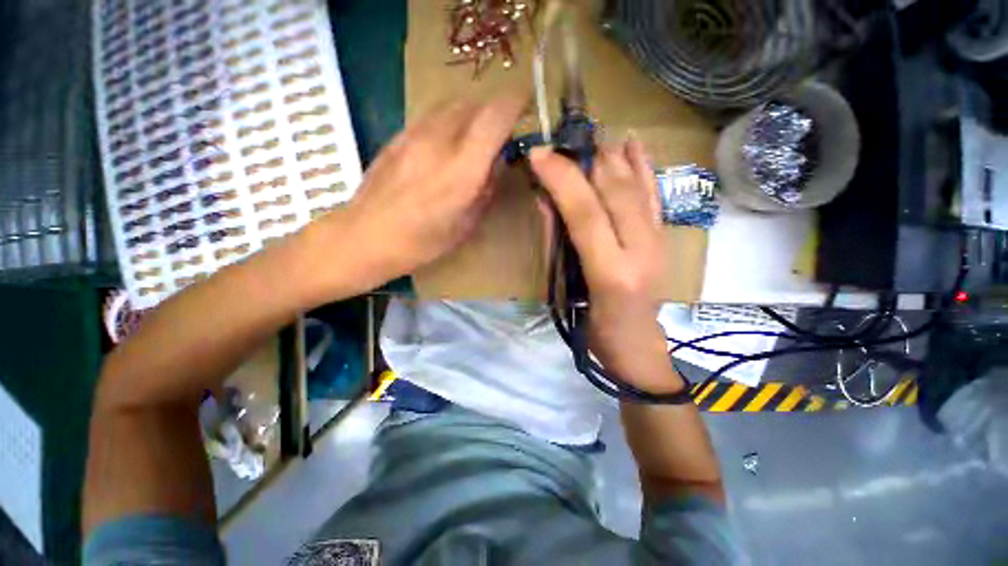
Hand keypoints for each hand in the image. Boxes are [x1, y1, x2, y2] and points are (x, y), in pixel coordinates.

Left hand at [307, 91, 528, 295]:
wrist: (364, 237)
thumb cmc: (420, 243)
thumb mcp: (465, 227)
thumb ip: (486, 192)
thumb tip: (496, 167)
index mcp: (462, 170)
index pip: (495, 117)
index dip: (516, 103)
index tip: (526, 104)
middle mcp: (439, 142)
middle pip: (474, 104)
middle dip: (493, 112)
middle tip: (500, 134)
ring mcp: (413, 135)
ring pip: (450, 105)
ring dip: (470, 115)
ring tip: (472, 139)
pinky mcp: (396, 137)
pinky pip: (430, 116)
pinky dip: (447, 122)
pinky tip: (444, 146)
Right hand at [530, 137, 683, 393]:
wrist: (637, 346)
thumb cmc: (595, 329)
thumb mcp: (567, 292)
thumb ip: (557, 245)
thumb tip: (546, 201)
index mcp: (611, 271)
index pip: (586, 213)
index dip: (562, 179)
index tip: (540, 154)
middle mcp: (641, 251)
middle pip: (615, 192)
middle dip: (585, 159)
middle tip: (561, 140)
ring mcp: (658, 242)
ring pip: (637, 187)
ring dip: (612, 156)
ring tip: (588, 136)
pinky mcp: (664, 238)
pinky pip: (655, 194)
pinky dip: (643, 166)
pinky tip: (632, 144)